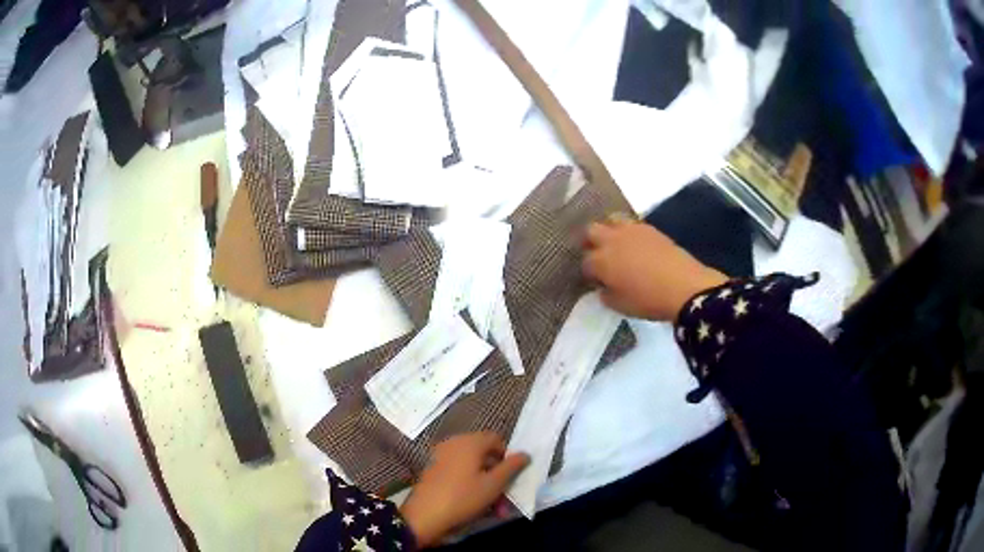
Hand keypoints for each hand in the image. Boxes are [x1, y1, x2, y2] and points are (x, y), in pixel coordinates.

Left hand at [400, 432, 528, 546]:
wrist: (424, 515)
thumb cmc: (463, 497)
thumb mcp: (494, 485)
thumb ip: (512, 467)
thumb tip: (525, 454)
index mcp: (469, 442)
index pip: (496, 439)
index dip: (508, 456)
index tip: (513, 476)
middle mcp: (454, 444)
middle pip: (484, 456)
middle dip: (499, 478)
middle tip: (506, 500)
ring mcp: (441, 457)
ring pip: (473, 469)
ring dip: (487, 487)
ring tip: (495, 511)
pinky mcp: (433, 471)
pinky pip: (459, 474)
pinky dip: (471, 487)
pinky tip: (477, 508)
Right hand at [582, 219, 727, 320]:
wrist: (684, 286)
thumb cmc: (648, 300)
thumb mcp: (620, 306)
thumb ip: (606, 295)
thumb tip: (603, 287)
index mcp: (601, 261)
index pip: (585, 262)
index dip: (588, 272)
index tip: (595, 281)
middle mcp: (611, 240)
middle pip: (591, 231)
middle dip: (590, 242)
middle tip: (598, 256)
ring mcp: (631, 230)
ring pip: (610, 220)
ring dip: (609, 231)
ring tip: (616, 245)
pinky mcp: (649, 228)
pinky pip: (631, 223)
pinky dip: (628, 232)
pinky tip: (635, 244)